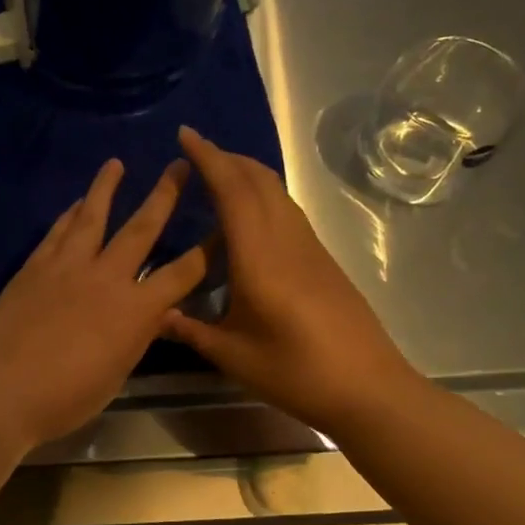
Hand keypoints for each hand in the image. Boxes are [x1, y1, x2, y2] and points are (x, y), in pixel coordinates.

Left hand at [0, 156, 208, 468]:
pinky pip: (58, 231)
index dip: (207, 251)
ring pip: (92, 216)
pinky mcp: (34, 266)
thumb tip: (155, 314)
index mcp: (135, 311)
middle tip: (180, 165)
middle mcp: (106, 277)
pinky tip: (76, 203)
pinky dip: (70, 214)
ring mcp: (66, 266)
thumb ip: (136, 339)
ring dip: (106, 187)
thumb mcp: (114, 376)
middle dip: (165, 195)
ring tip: (115, 163)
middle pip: (141, 228)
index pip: (182, 273)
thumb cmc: (63, 399)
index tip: (222, 227)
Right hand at [161, 126, 421, 433]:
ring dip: (247, 174)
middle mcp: (286, 240)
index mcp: (259, 257)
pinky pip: (287, 211)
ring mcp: (310, 248)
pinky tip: (248, 219)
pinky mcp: (322, 261)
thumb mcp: (232, 355)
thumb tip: (154, 315)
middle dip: (227, 158)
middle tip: (195, 152)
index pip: (232, 191)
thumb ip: (190, 330)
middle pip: (259, 181)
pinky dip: (262, 196)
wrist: (369, 390)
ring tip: (218, 176)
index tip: (186, 135)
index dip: (208, 158)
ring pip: (277, 193)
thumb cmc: (296, 372)